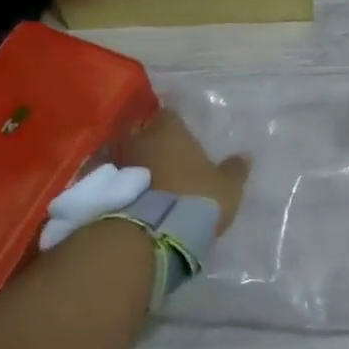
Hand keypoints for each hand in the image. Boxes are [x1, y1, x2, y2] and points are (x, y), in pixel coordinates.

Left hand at [117, 109, 250, 234]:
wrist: (152, 235)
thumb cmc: (195, 198)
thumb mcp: (226, 187)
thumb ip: (235, 169)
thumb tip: (246, 156)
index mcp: (170, 131)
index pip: (169, 114)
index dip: (173, 121)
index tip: (179, 130)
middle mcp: (140, 140)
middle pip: (141, 131)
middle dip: (149, 140)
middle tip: (162, 153)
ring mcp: (117, 164)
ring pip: (124, 155)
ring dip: (133, 163)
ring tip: (144, 177)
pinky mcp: (103, 191)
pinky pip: (112, 180)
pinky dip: (118, 185)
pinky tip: (128, 196)